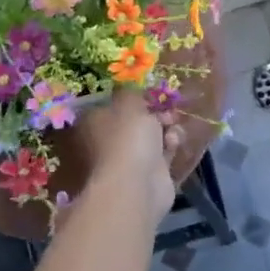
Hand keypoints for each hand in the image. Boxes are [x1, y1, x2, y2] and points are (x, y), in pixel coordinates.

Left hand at [71, 89, 180, 223]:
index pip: (112, 103)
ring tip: (172, 125)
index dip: (132, 96)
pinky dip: (170, 145)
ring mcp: (128, 159)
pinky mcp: (149, 174)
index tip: (149, 91)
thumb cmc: (128, 137)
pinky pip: (163, 152)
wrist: (138, 185)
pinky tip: (174, 142)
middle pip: (134, 120)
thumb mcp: (130, 102)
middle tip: (165, 107)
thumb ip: (132, 90)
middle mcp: (108, 141)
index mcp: (95, 122)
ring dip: (165, 127)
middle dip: (154, 112)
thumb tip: (131, 85)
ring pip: (151, 136)